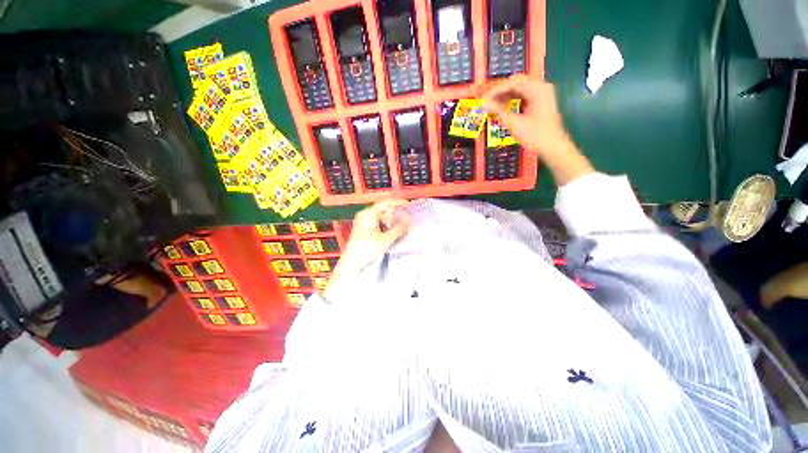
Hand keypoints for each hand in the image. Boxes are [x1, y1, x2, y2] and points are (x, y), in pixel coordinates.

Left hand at [324, 199, 410, 300]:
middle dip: (396, 213)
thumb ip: (399, 228)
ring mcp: (362, 222)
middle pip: (383, 209)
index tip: (409, 205)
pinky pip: (376, 223)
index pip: (386, 202)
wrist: (351, 263)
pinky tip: (391, 232)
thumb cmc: (367, 249)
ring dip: (391, 220)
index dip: (398, 203)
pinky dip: (385, 225)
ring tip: (401, 226)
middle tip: (407, 217)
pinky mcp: (362, 229)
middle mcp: (364, 215)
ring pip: (380, 217)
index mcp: (369, 213)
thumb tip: (409, 220)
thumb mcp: (386, 239)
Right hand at [479, 75, 593, 185]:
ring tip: (493, 105)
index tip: (484, 99)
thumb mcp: (514, 123)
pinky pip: (524, 96)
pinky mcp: (541, 102)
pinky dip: (513, 100)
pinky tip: (504, 107)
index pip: (512, 83)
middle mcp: (541, 87)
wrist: (553, 146)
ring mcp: (542, 94)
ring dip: (505, 96)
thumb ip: (498, 111)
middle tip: (488, 102)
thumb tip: (485, 104)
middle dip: (500, 92)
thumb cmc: (536, 135)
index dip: (496, 91)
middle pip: (516, 84)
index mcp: (537, 89)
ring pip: (519, 89)